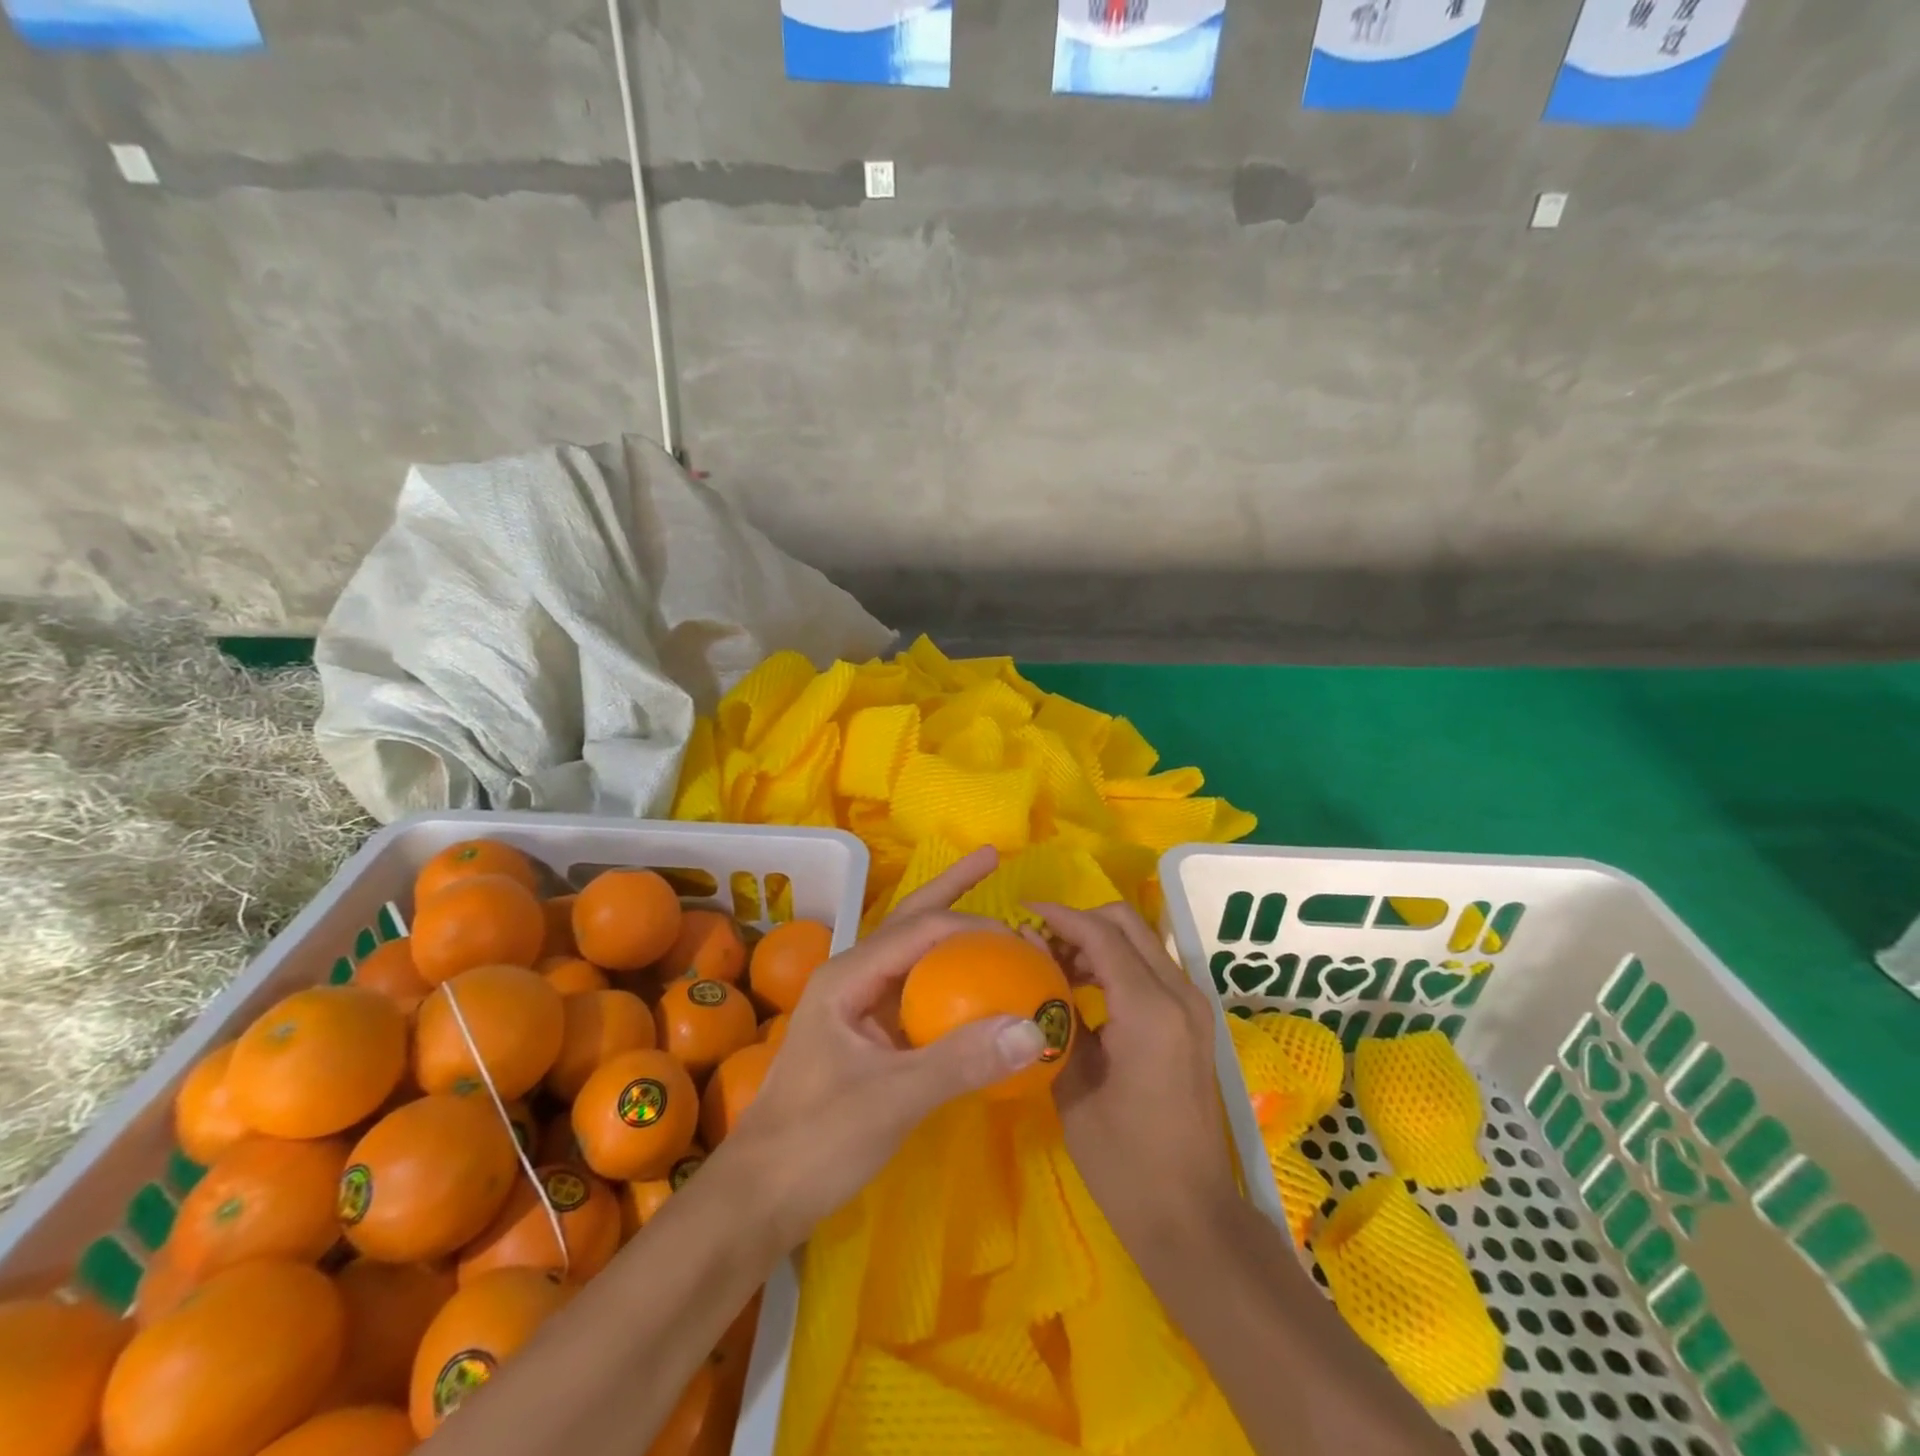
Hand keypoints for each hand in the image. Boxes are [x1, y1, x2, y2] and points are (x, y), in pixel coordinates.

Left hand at [724, 848, 1049, 1248]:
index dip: (973, 926)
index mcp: (849, 975)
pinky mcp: (867, 1038)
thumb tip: (1033, 1028)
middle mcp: (852, 978)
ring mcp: (858, 1007)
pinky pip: (915, 995)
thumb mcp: (892, 1099)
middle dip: (951, 889)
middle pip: (910, 921)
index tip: (1023, 941)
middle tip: (992, 859)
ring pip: (913, 956)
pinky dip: (947, 981)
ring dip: (950, 933)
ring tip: (989, 916)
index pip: (921, 930)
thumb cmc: (816, 1140)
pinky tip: (972, 986)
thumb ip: (961, 1062)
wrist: (759, 1198)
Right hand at [1034, 900, 1239, 1249]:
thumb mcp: (1074, 1085)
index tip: (1021, 911)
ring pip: (1140, 942)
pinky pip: (1150, 968)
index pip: (1102, 934)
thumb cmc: (1124, 1162)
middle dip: (1081, 922)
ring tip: (1055, 967)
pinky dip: (1117, 964)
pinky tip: (1084, 990)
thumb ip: (1054, 1015)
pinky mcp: (1193, 1022)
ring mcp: (1192, 1006)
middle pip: (1127, 923)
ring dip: (1099, 941)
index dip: (1060, 916)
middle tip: (1040, 944)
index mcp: (1150, 1009)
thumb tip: (1032, 961)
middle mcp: (1179, 994)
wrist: (1191, 1218)